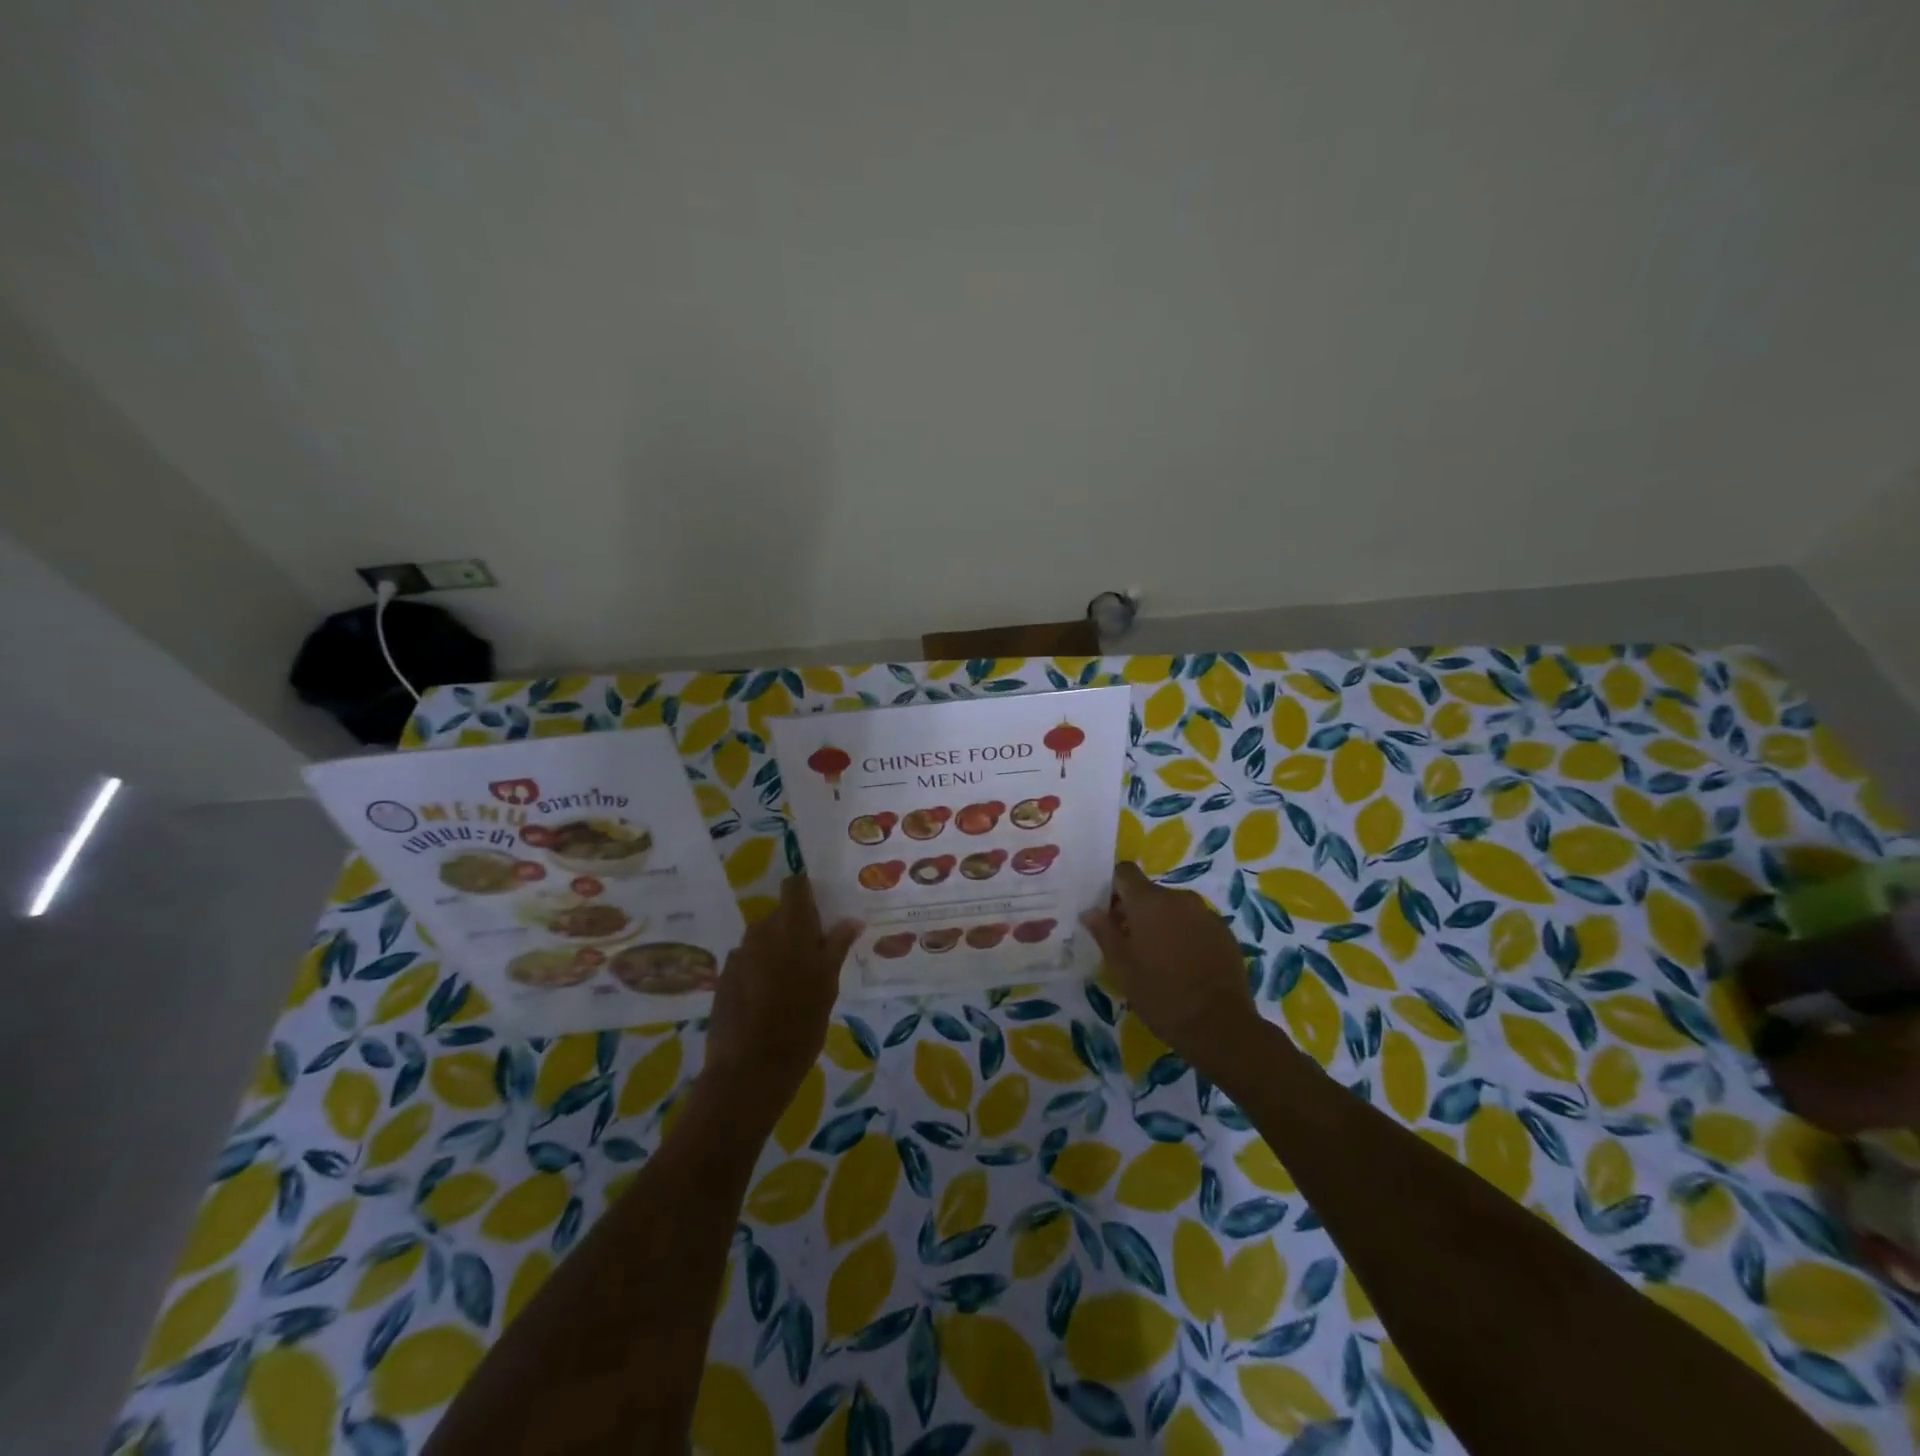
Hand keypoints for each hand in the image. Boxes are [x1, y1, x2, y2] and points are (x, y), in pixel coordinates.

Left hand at [697, 875, 859, 1133]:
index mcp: (791, 927)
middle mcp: (761, 931)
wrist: (750, 1069)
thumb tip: (851, 920)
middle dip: (795, 929)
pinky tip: (768, 1000)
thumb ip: (836, 946)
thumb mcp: (828, 984)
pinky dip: (759, 971)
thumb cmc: (801, 1023)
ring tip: (792, 983)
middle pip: (780, 915)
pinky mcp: (724, 978)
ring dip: (777, 951)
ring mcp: (739, 954)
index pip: (795, 886)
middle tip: (814, 957)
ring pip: (763, 940)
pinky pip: (748, 962)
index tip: (820, 908)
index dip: (806, 890)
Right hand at [1082, 862, 1258, 1068]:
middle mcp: (1179, 898)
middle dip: (1136, 910)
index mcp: (1149, 901)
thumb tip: (1090, 911)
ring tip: (1158, 956)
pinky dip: (1185, 934)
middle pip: (1150, 892)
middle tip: (1128, 942)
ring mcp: (1206, 914)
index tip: (1107, 912)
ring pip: (1174, 908)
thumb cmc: (1161, 994)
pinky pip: (1196, 923)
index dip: (1113, 887)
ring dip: (1162, 923)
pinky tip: (1184, 964)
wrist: (1220, 1025)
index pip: (1125, 872)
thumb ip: (1104, 933)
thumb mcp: (1122, 967)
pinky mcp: (1225, 932)